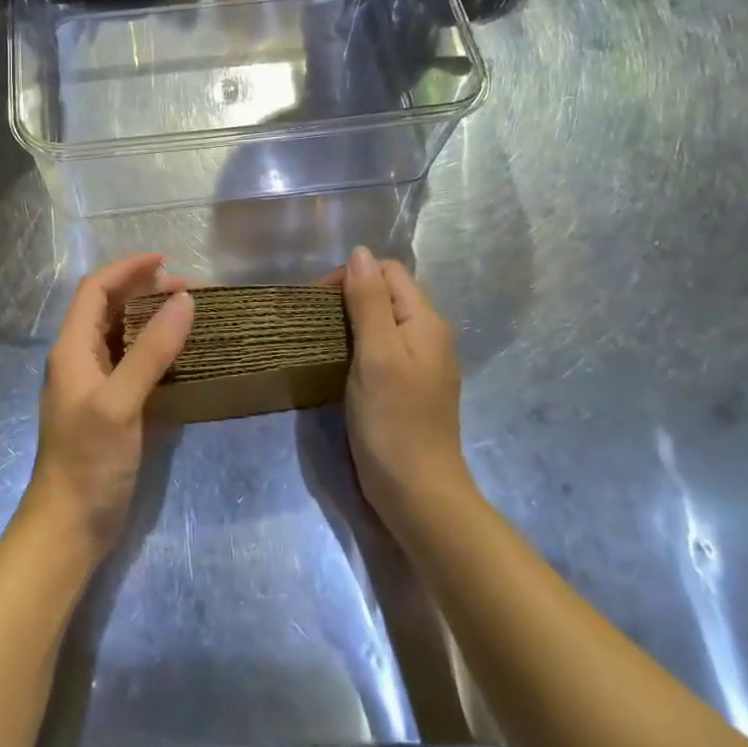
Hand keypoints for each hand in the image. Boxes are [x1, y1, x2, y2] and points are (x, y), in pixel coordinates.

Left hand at [21, 253, 193, 559]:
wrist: (69, 527)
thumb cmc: (88, 461)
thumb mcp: (120, 402)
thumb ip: (151, 351)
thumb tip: (185, 301)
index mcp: (72, 349)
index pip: (95, 290)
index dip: (126, 268)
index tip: (165, 260)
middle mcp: (80, 360)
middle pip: (110, 309)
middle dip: (144, 292)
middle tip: (188, 290)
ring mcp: (95, 386)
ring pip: (123, 336)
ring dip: (152, 320)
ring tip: (189, 314)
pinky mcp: (111, 410)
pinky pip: (134, 366)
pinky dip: (157, 352)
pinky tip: (183, 357)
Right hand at [336, 247, 468, 524]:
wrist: (418, 494)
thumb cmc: (393, 421)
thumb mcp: (376, 354)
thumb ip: (368, 301)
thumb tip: (359, 252)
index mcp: (426, 321)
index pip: (388, 271)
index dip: (353, 275)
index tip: (321, 301)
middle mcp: (429, 335)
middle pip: (388, 293)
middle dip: (351, 295)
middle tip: (318, 321)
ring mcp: (422, 363)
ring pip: (384, 320)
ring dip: (353, 321)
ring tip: (324, 339)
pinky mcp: (410, 386)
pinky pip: (385, 347)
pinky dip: (361, 345)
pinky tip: (342, 363)